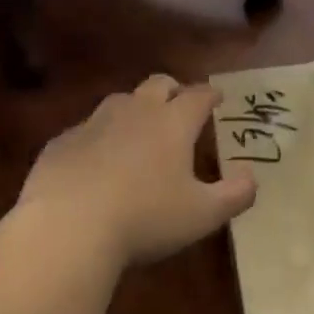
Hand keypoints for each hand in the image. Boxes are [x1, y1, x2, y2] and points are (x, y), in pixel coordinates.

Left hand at [18, 74, 256, 267]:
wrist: (68, 228)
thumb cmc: (146, 218)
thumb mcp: (204, 214)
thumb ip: (236, 194)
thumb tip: (251, 176)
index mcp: (173, 123)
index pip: (198, 96)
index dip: (210, 95)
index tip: (218, 97)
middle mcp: (134, 112)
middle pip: (157, 85)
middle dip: (173, 90)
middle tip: (180, 104)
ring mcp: (93, 124)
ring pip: (119, 101)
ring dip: (135, 108)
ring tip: (140, 130)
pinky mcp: (61, 143)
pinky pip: (86, 129)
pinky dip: (100, 137)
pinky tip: (98, 160)